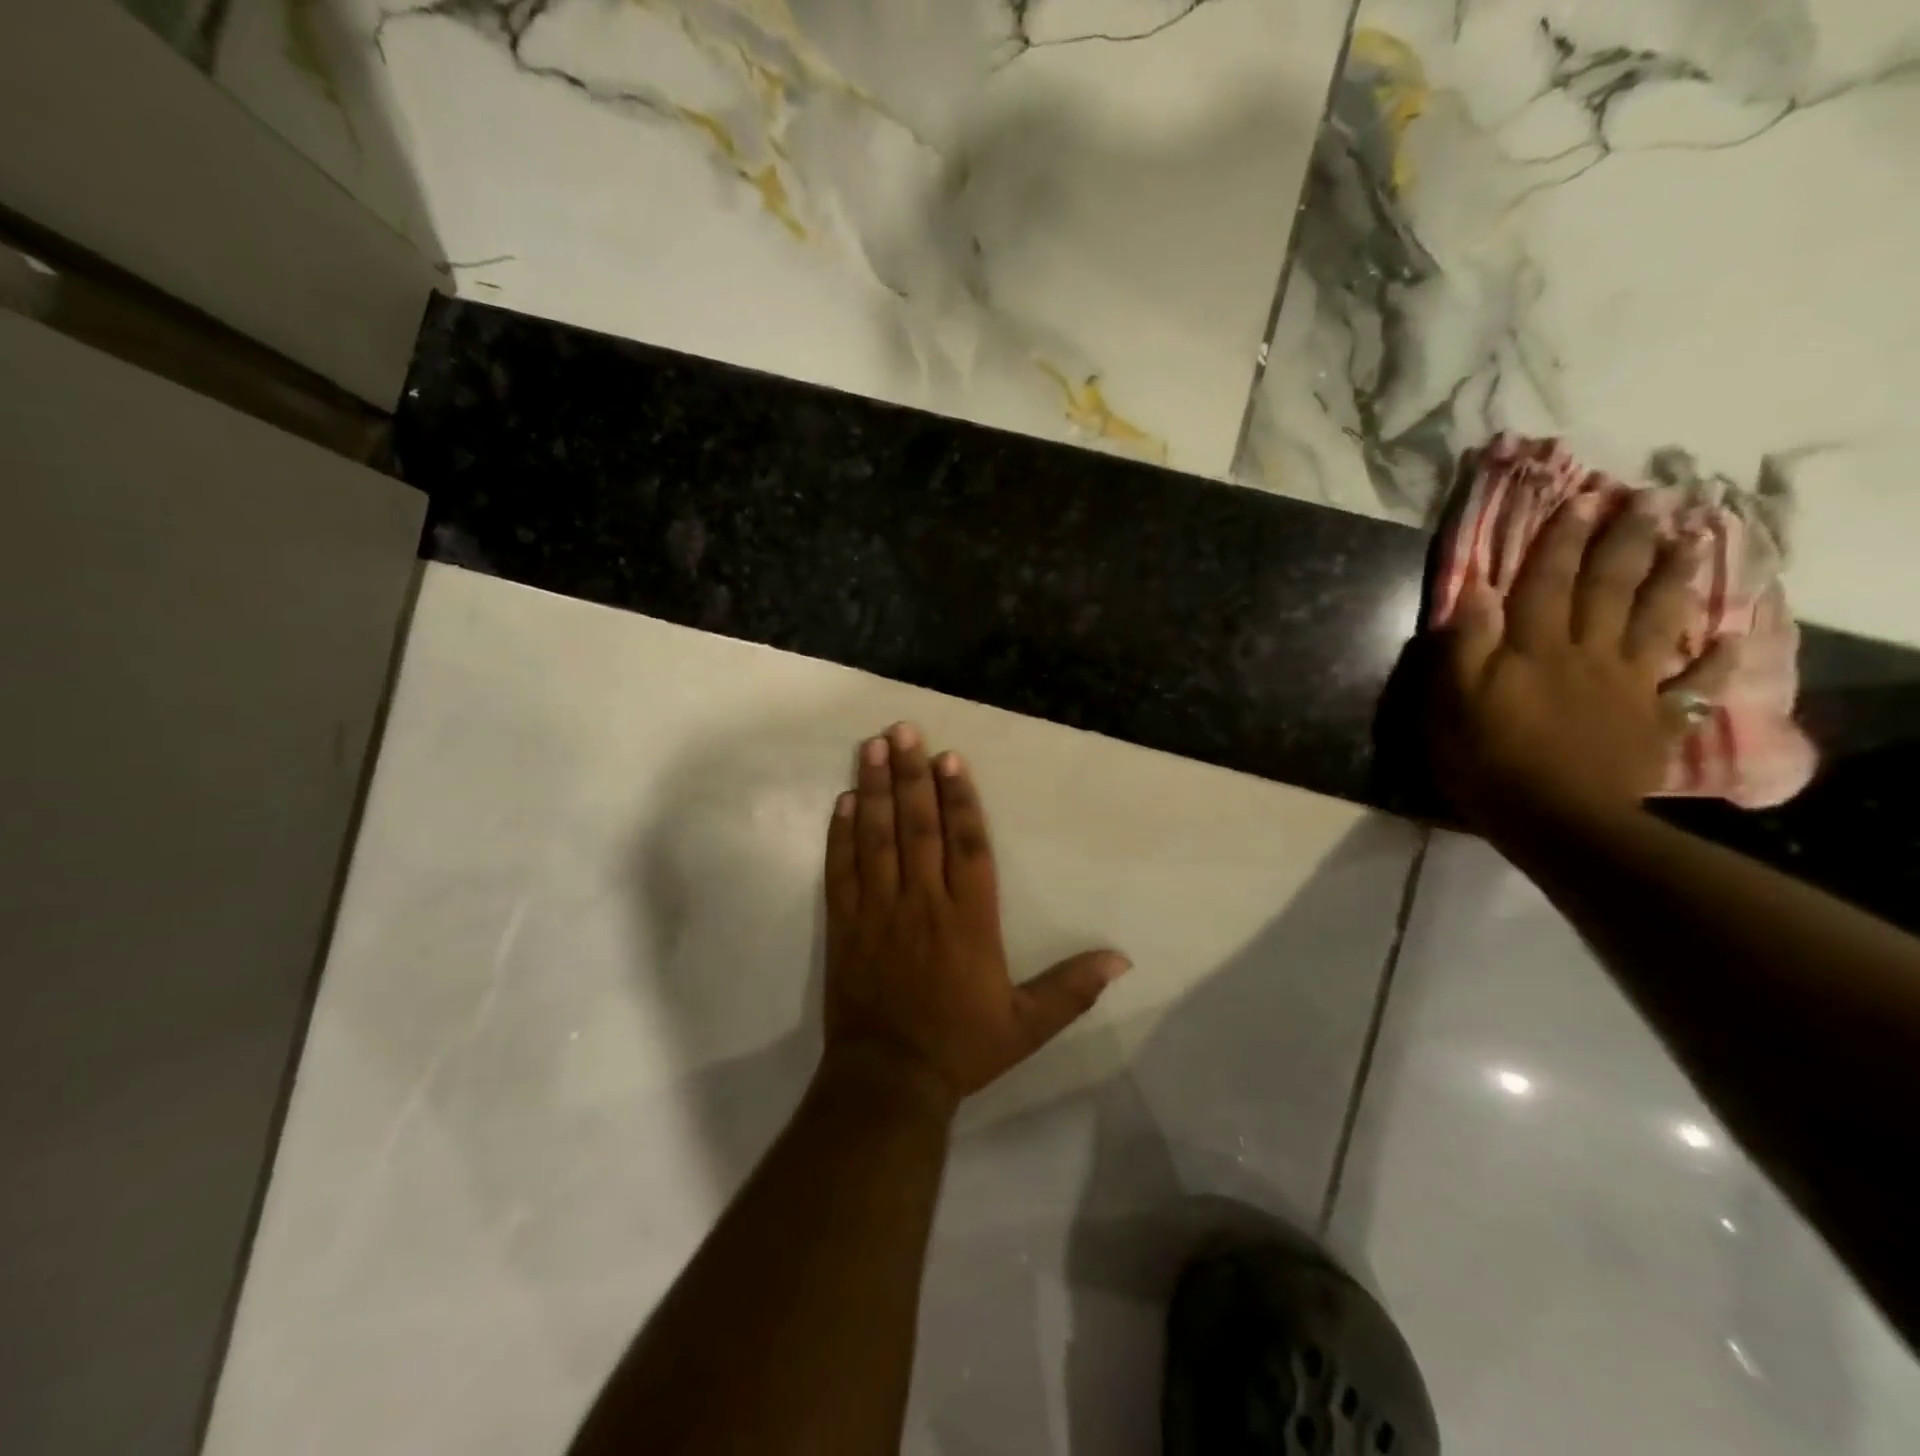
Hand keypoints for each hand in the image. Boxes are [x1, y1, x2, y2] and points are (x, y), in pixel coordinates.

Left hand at [820, 722, 1130, 1110]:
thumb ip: (1072, 988)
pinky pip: (842, 869)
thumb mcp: (1028, 1025)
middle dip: (911, 774)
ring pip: (877, 837)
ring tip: (871, 746)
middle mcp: (923, 902)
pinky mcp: (845, 924)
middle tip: (903, 730)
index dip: (959, 798)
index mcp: (969, 919)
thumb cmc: (962, 1047)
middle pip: (918, 826)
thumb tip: (1122, 960)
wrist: (890, 1079)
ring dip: (874, 789)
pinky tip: (842, 801)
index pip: (966, 844)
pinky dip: (841, 834)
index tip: (951, 758)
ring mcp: (879, 910)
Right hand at [1434, 494, 1736, 833]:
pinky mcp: (1653, 721)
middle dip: (1626, 543)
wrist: (1553, 819)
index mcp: (1534, 649)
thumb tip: (1476, 589)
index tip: (1582, 501)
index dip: (1561, 542)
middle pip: (1609, 590)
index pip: (1546, 583)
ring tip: (1693, 542)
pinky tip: (1732, 639)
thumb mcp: (1452, 701)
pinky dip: (1716, 663)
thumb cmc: (1486, 759)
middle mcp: (1587, 654)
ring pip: (1656, 622)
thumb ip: (1465, 645)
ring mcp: (1628, 686)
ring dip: (1674, 580)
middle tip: (1651, 500)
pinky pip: (1692, 686)